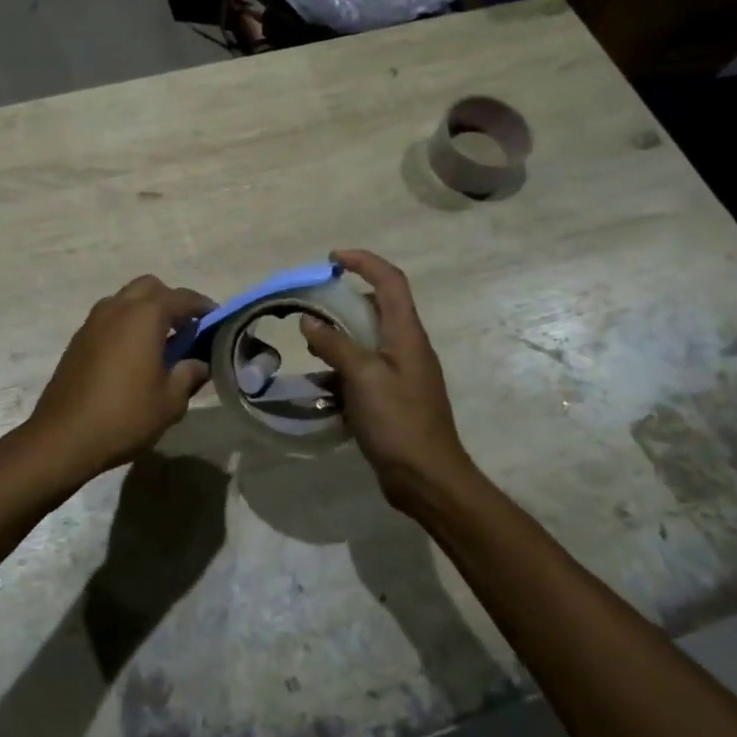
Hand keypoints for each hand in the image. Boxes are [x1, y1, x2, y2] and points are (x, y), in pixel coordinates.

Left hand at [22, 275, 213, 484]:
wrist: (63, 437)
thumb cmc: (124, 416)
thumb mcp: (169, 401)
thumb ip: (189, 374)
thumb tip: (200, 363)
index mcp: (145, 316)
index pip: (182, 298)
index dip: (203, 306)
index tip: (217, 320)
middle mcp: (118, 307)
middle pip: (150, 287)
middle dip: (171, 301)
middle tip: (186, 329)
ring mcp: (94, 320)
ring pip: (126, 299)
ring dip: (146, 311)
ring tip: (160, 342)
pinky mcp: (79, 338)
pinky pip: (110, 317)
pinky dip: (126, 324)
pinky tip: (133, 355)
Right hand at [299, 250, 472, 509]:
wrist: (427, 478)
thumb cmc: (398, 421)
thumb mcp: (362, 377)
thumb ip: (335, 344)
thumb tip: (309, 320)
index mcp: (406, 333)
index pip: (390, 281)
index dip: (363, 261)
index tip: (332, 258)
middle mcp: (407, 346)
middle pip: (378, 306)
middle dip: (344, 300)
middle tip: (313, 305)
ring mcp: (402, 372)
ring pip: (368, 338)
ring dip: (340, 336)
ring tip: (311, 345)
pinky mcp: (394, 395)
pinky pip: (364, 368)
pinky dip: (342, 367)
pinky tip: (321, 383)